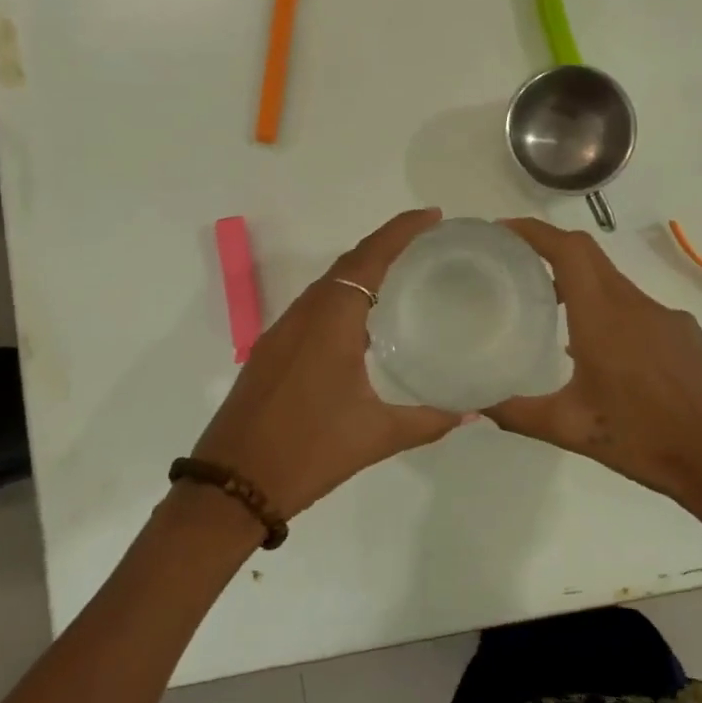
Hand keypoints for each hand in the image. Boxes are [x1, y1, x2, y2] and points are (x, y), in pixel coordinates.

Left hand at [190, 209, 460, 518]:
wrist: (231, 487)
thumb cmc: (308, 452)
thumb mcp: (376, 437)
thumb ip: (428, 420)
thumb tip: (470, 412)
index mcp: (331, 321)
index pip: (370, 258)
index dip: (401, 231)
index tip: (433, 216)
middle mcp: (304, 315)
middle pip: (348, 263)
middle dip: (387, 244)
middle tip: (427, 242)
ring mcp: (282, 332)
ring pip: (327, 284)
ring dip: (363, 270)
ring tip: (403, 274)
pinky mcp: (271, 351)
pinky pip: (313, 306)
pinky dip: (343, 296)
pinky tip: (364, 322)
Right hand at [483, 219, 701, 527]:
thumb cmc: (641, 441)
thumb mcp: (570, 429)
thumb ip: (517, 413)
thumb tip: (477, 401)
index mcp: (603, 318)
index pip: (569, 250)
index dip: (535, 231)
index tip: (504, 229)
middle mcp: (635, 304)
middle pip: (589, 256)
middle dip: (552, 249)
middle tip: (517, 264)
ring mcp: (666, 315)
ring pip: (614, 282)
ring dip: (581, 284)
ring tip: (552, 309)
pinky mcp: (685, 331)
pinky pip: (638, 306)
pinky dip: (610, 310)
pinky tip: (604, 351)